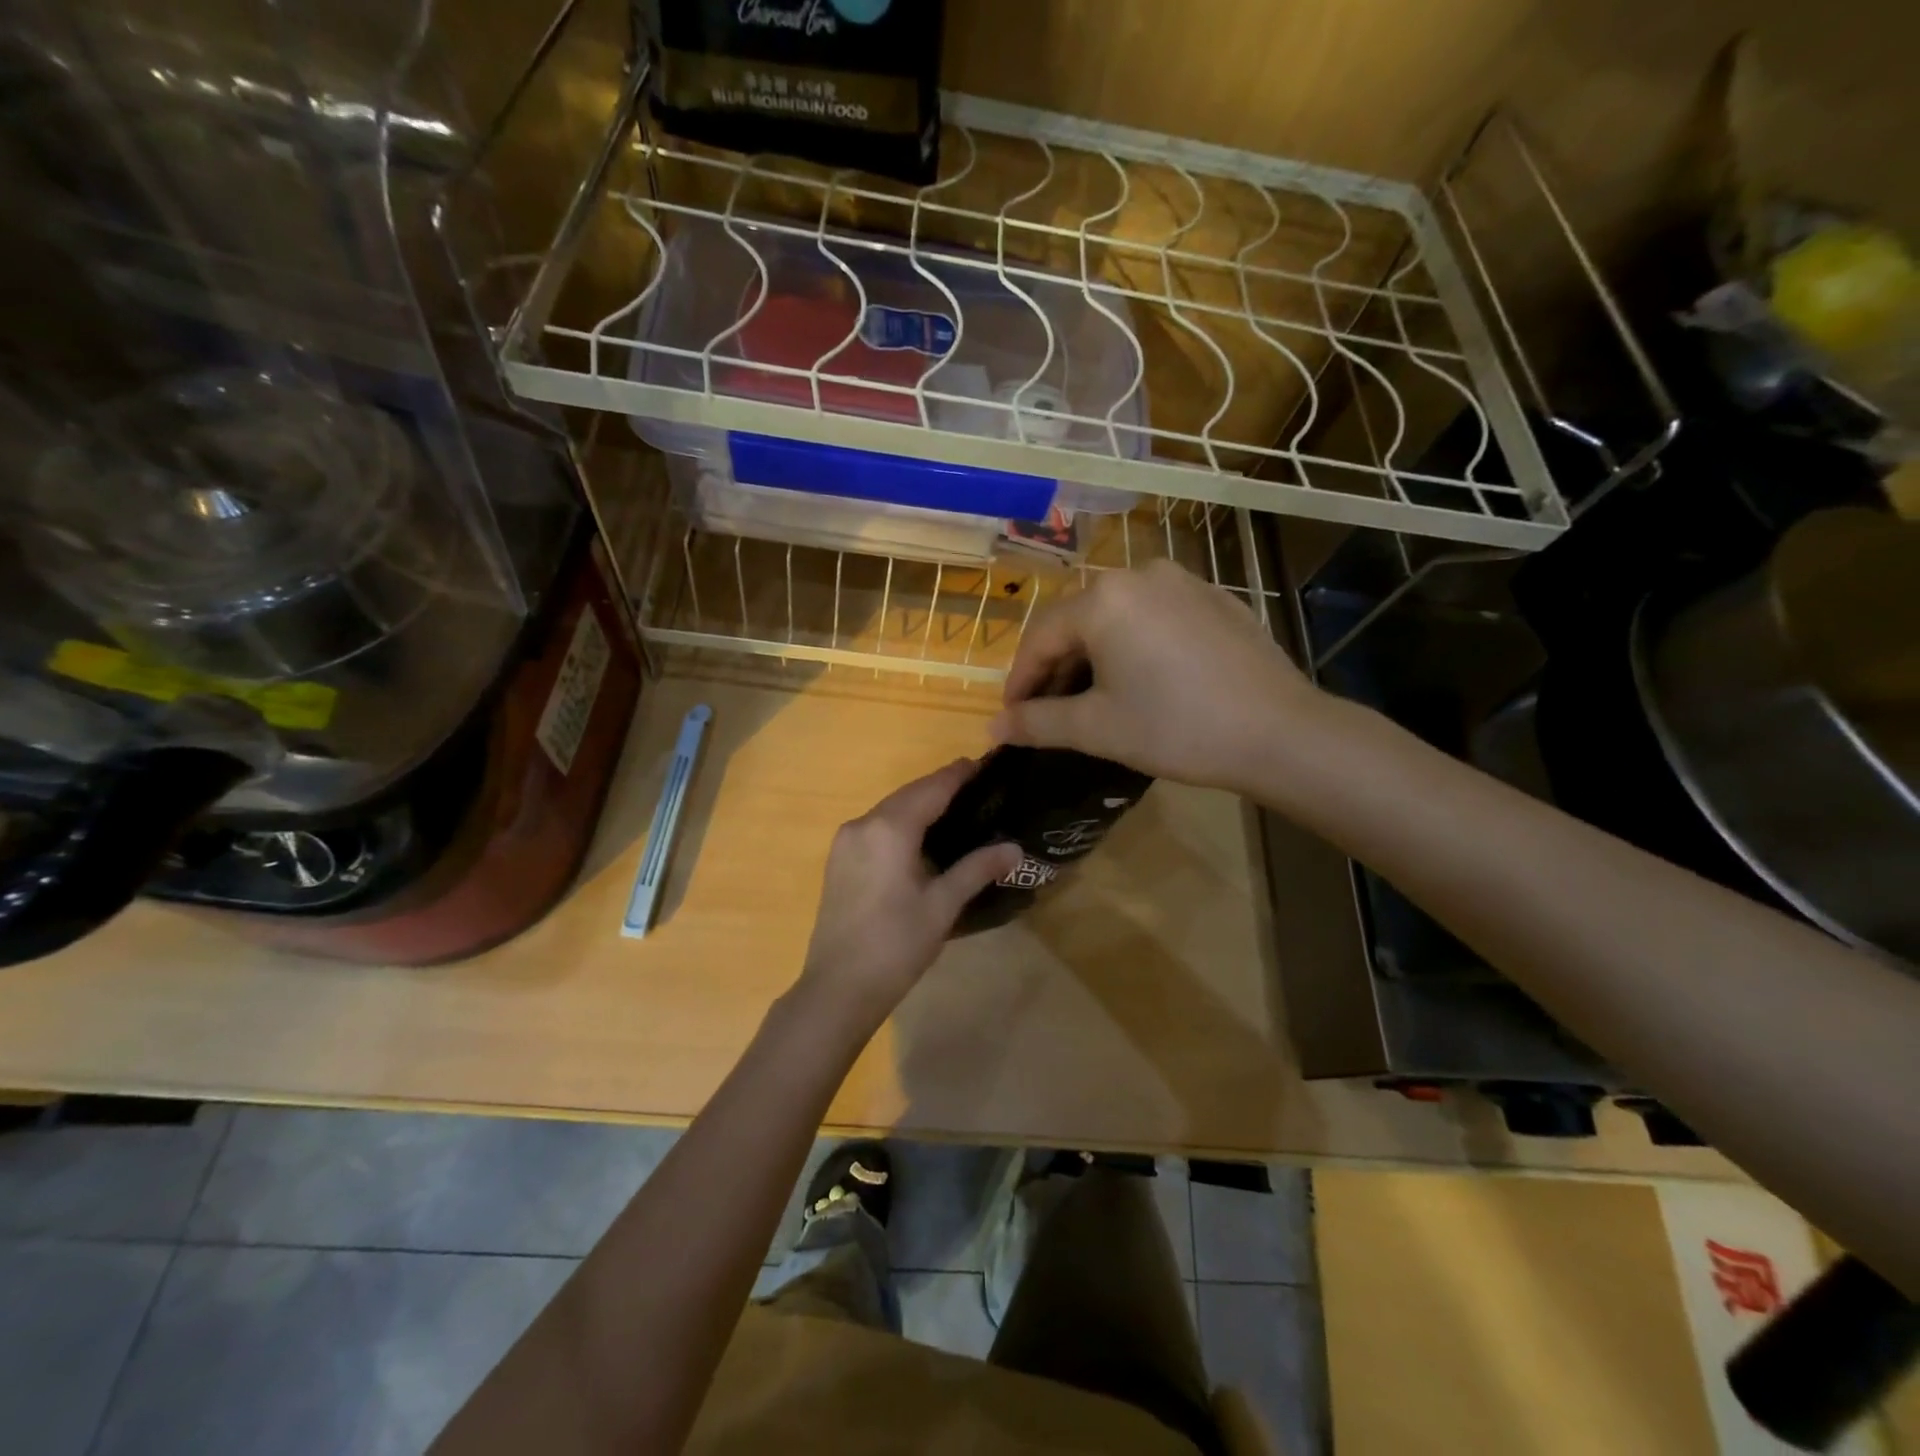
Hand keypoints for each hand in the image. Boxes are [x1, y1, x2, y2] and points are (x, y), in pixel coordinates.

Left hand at [798, 760, 1021, 1031]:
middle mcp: (863, 824)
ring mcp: (845, 841)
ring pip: (889, 810)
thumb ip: (977, 869)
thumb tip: (1014, 848)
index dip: (957, 775)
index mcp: (889, 829)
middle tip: (975, 786)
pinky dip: (900, 822)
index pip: (931, 789)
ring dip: (919, 804)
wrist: (838, 988)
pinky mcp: (839, 860)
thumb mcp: (942, 906)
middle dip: (939, 787)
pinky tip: (920, 836)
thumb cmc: (896, 945)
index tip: (983, 762)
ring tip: (954, 808)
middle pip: (908, 794)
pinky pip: (875, 827)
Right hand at [990, 559, 1324, 792]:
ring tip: (1091, 698)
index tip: (1011, 717)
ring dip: (1093, 656)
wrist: (1280, 732)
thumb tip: (993, 727)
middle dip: (1055, 667)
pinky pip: (1155, 617)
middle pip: (1077, 622)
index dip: (1020, 680)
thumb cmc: (1177, 728)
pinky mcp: (1215, 599)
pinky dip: (1134, 645)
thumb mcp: (1097, 728)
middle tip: (1047, 711)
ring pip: (1116, 617)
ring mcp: (1183, 582)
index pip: (1040, 638)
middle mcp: (1140, 574)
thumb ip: (1037, 723)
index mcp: (1103, 599)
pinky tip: (1143, 680)